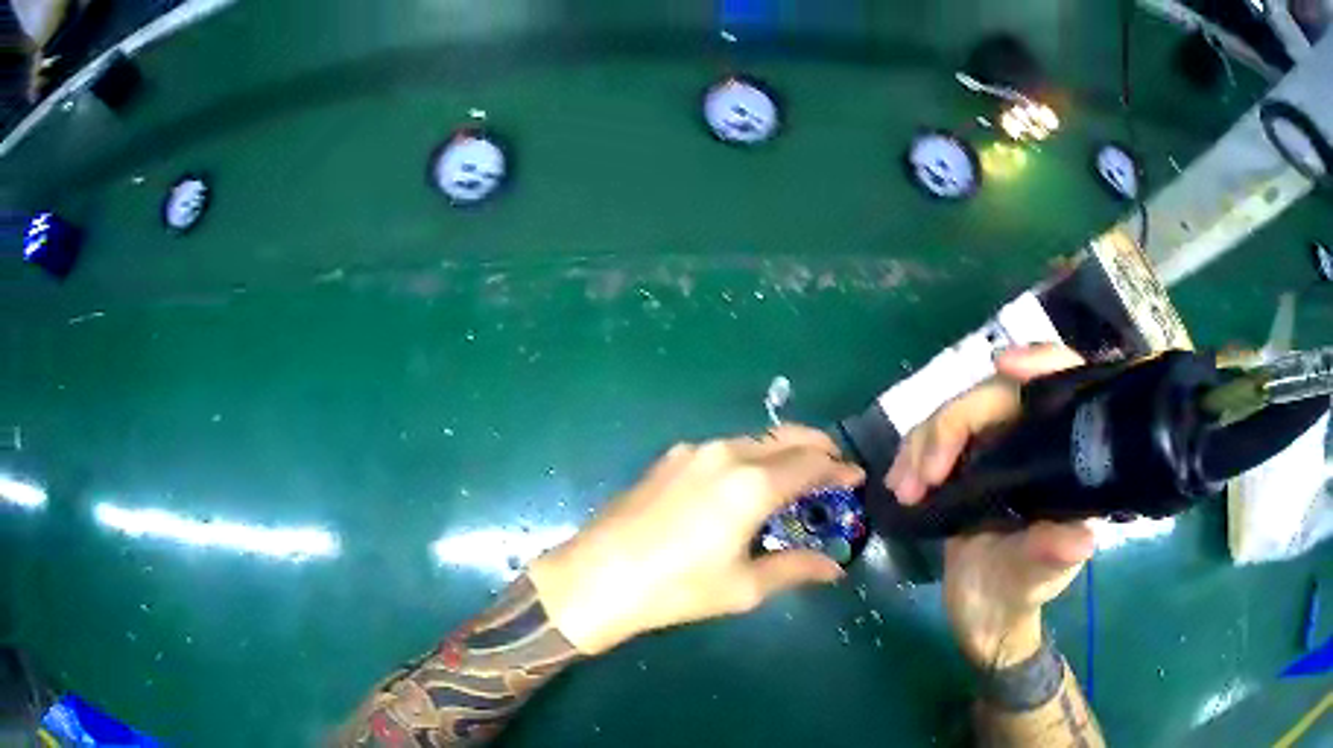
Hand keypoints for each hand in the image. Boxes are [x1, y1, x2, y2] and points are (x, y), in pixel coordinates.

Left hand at [528, 426, 864, 654]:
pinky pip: (724, 449)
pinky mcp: (669, 459)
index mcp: (752, 484)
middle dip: (816, 449)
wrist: (598, 578)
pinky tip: (745, 485)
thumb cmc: (677, 588)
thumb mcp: (743, 586)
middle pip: (786, 439)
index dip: (838, 470)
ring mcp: (693, 452)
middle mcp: (726, 454)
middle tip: (833, 471)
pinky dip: (750, 458)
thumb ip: (795, 569)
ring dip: (782, 453)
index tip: (855, 478)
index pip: (811, 464)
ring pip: (754, 441)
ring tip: (793, 480)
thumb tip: (834, 569)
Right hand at [886, 345, 1095, 667]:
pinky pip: (934, 438)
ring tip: (905, 489)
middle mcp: (1033, 440)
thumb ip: (1052, 556)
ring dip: (924, 441)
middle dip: (953, 424)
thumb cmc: (1022, 593)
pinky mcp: (963, 464)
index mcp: (1064, 456)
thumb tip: (1081, 539)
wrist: (984, 616)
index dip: (1040, 361)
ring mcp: (995, 449)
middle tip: (924, 476)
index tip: (1005, 366)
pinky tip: (898, 483)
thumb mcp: (1038, 579)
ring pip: (957, 412)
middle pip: (995, 395)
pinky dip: (911, 454)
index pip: (1063, 385)